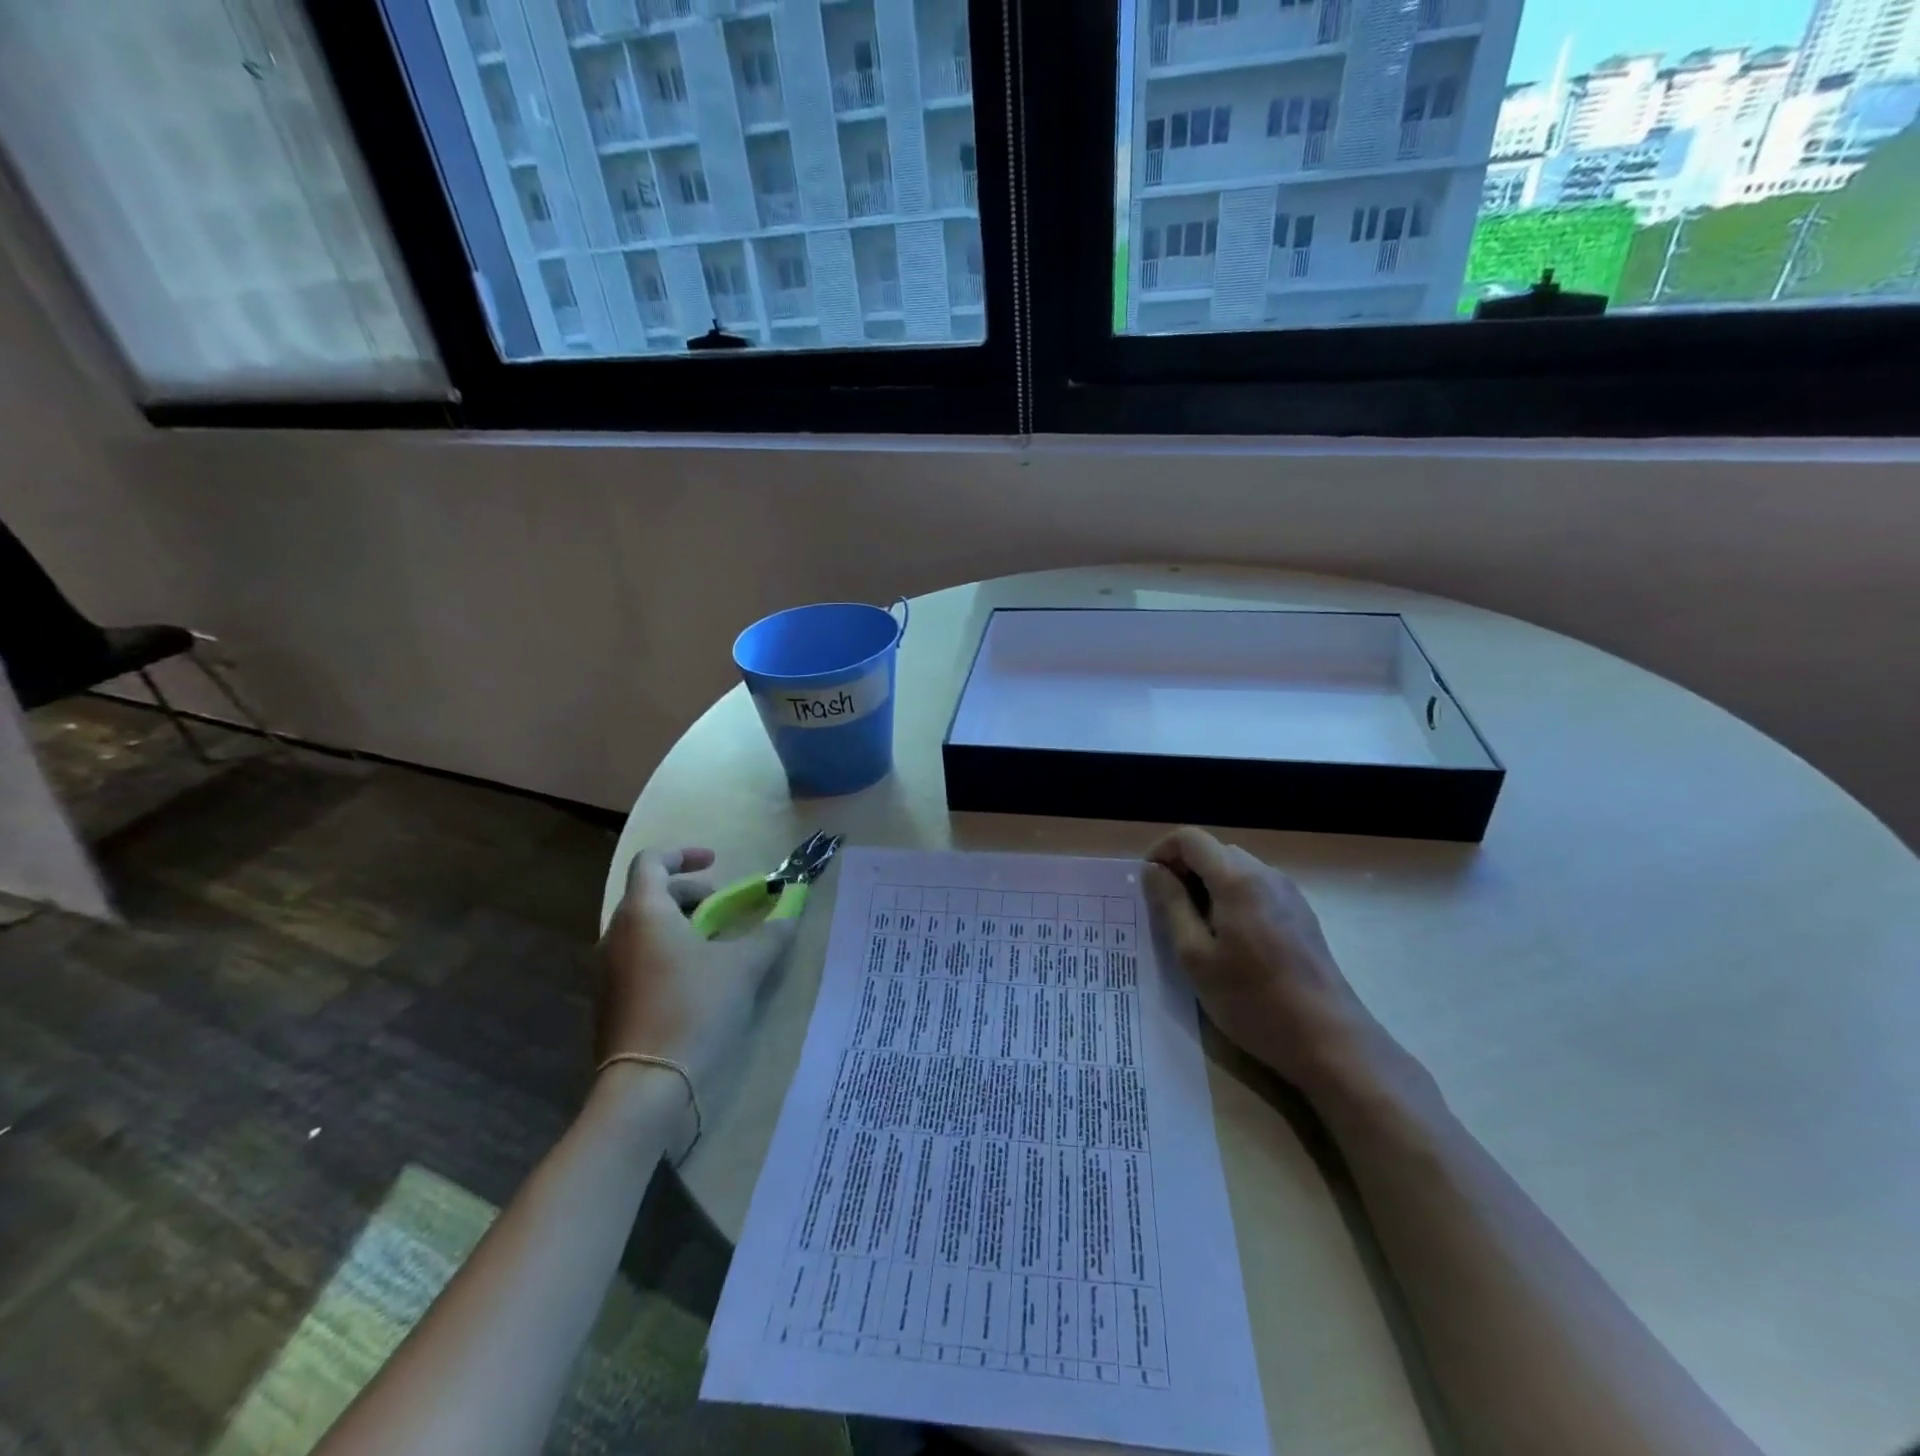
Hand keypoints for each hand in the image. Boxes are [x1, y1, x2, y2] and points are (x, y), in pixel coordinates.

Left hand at [596, 847, 795, 1090]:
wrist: (647, 1085)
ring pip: (643, 928)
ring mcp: (607, 970)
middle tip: (722, 907)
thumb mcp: (744, 966)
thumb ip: (770, 934)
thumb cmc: (695, 1007)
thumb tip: (790, 913)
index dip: (684, 853)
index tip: (716, 863)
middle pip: (649, 894)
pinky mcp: (609, 1001)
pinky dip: (666, 952)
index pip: (651, 860)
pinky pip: (638, 958)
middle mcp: (616, 934)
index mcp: (643, 912)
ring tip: (714, 944)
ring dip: (679, 924)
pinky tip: (696, 980)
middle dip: (689, 893)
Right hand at [1142, 827, 1411, 1098]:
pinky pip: (1255, 888)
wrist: (1328, 1039)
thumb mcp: (1195, 956)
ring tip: (1196, 929)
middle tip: (1167, 911)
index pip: (1190, 838)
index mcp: (1237, 879)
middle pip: (1214, 851)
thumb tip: (1154, 871)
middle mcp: (1265, 874)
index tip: (1148, 885)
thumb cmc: (1252, 999)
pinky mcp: (1301, 913)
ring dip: (1207, 884)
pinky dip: (1231, 897)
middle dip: (1183, 870)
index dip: (1161, 852)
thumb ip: (1171, 905)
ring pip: (1235, 869)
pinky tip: (1230, 940)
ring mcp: (1288, 893)